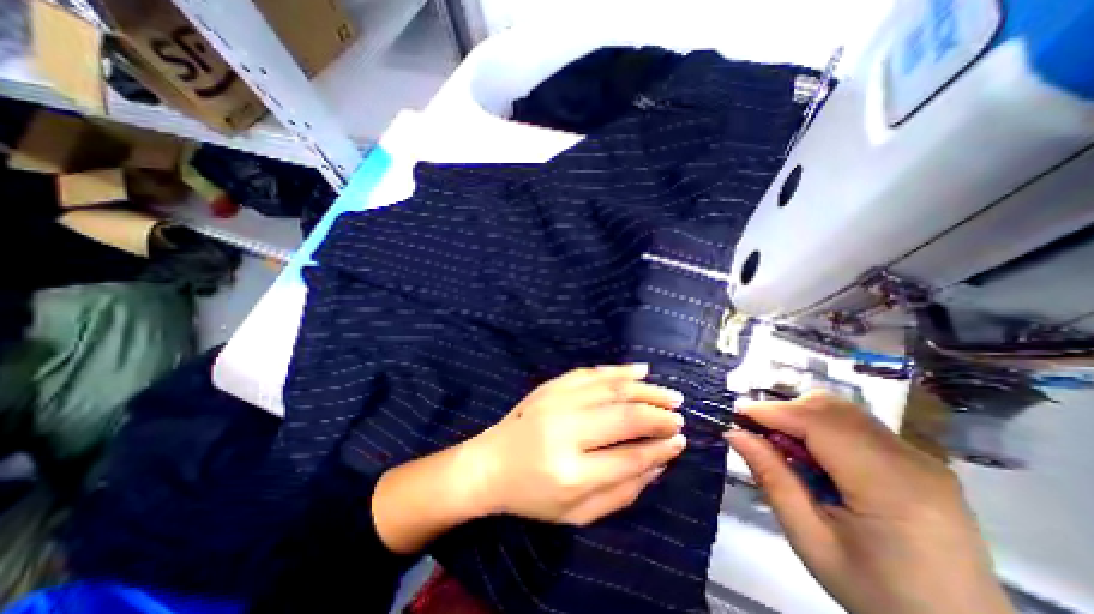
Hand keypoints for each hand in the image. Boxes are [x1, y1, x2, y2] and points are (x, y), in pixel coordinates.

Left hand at [466, 362, 686, 525]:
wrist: (489, 464)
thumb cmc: (532, 496)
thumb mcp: (577, 514)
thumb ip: (622, 492)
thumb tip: (658, 463)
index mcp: (571, 473)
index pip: (629, 457)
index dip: (659, 447)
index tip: (680, 440)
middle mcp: (565, 430)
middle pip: (624, 416)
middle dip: (658, 414)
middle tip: (679, 415)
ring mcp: (556, 401)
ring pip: (611, 388)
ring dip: (645, 389)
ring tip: (669, 394)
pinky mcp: (551, 386)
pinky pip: (591, 373)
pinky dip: (618, 371)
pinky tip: (639, 370)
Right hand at [723, 393, 1015, 613]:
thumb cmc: (878, 594)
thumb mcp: (810, 540)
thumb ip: (772, 479)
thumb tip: (734, 433)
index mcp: (891, 487)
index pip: (819, 423)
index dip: (772, 410)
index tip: (735, 414)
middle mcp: (911, 461)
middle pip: (831, 407)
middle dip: (784, 410)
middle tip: (758, 434)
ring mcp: (919, 458)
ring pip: (841, 410)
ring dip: (801, 416)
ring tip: (784, 446)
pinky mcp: (917, 461)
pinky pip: (855, 424)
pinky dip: (821, 426)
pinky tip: (813, 456)